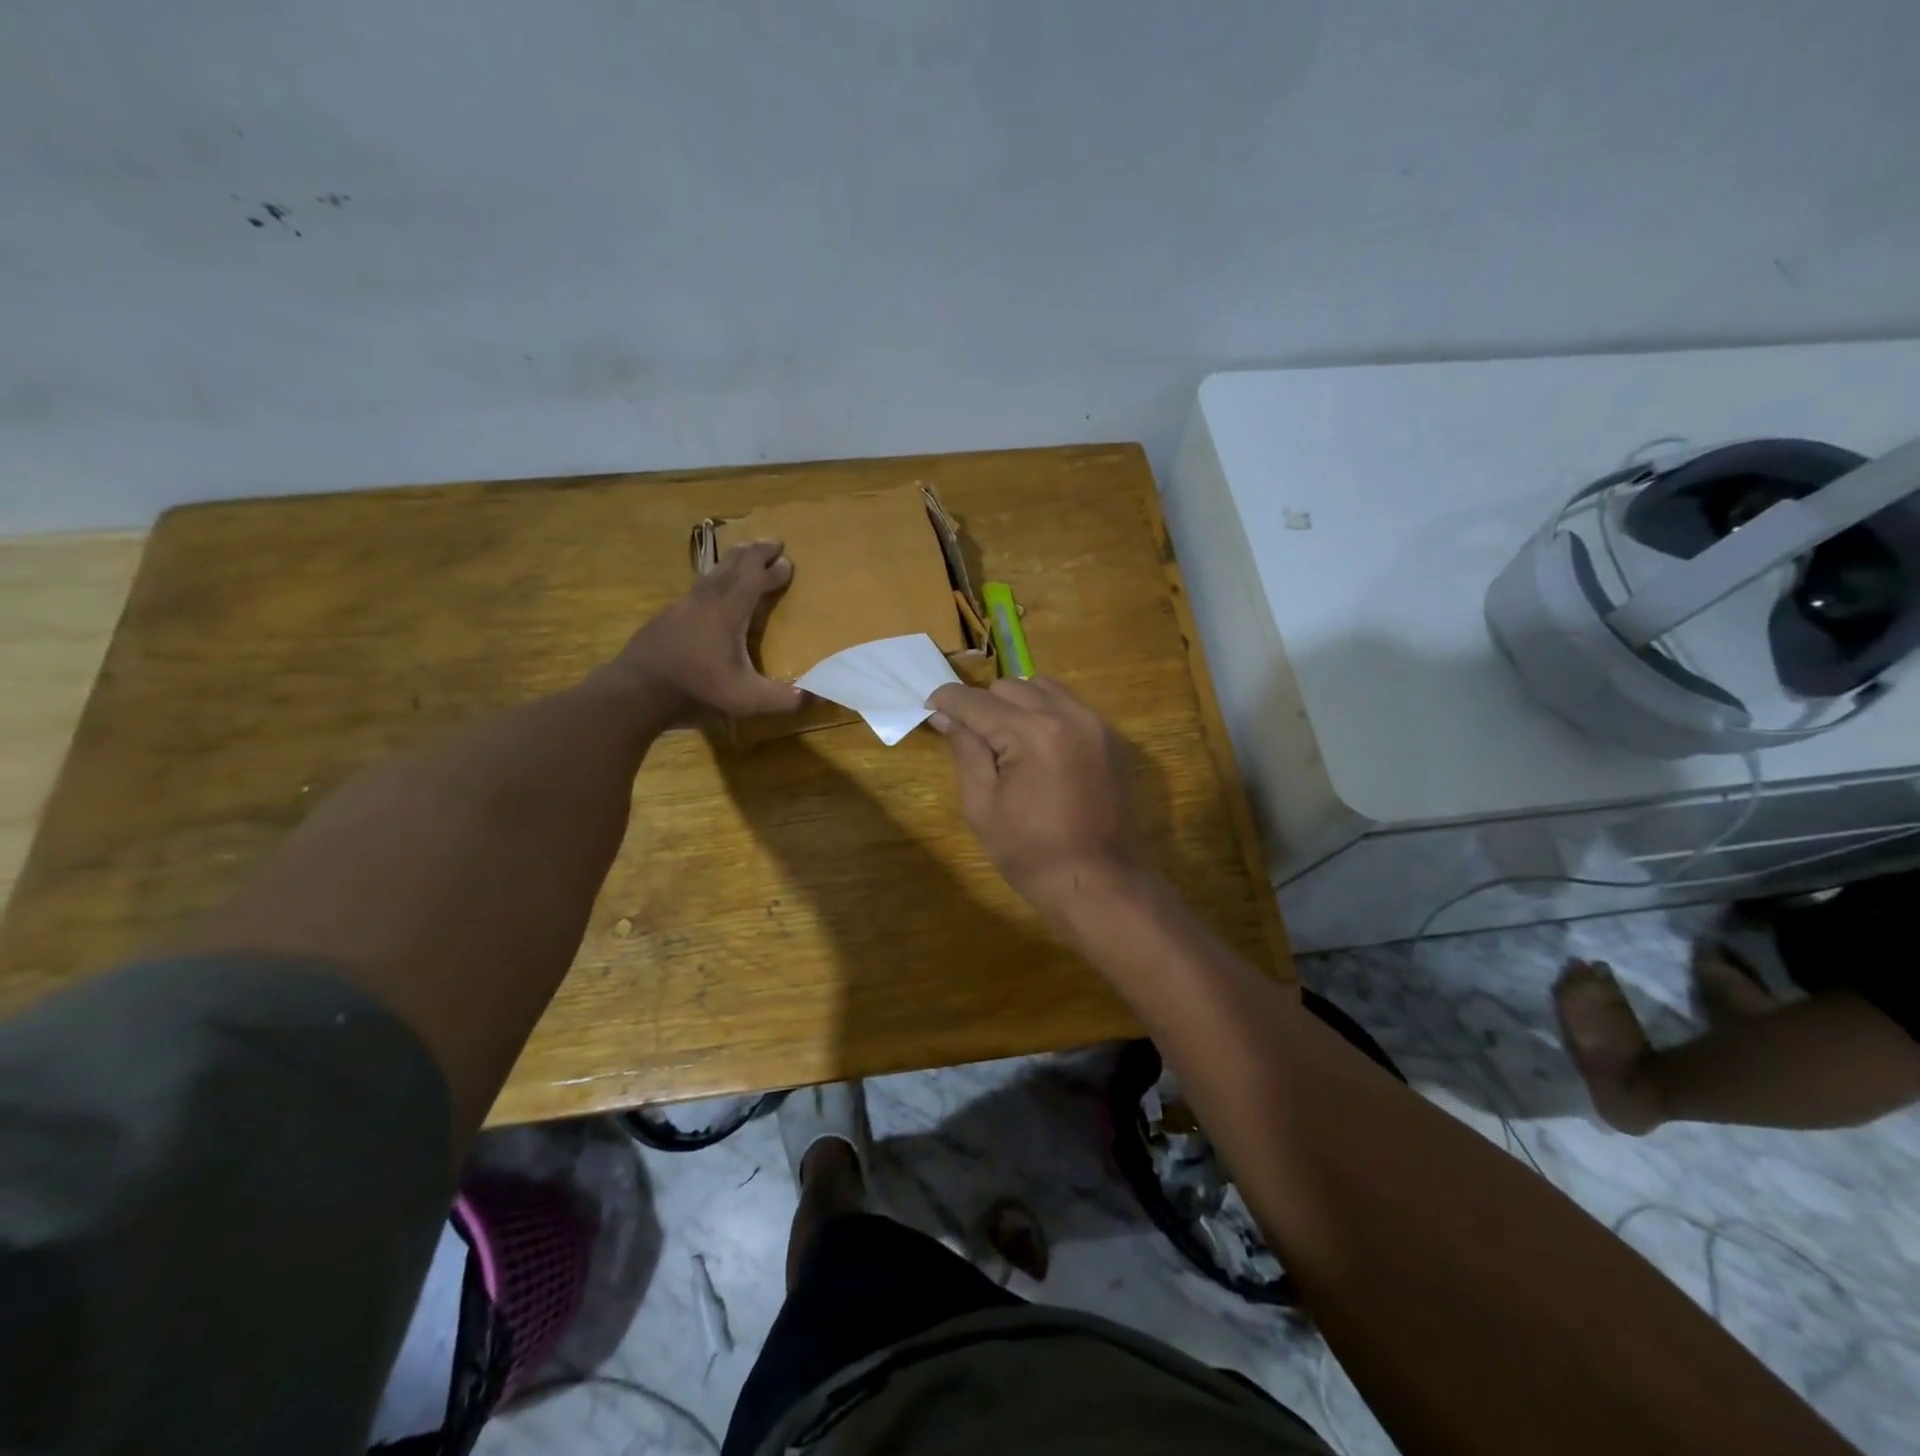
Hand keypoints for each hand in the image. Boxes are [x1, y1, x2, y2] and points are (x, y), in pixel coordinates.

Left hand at [613, 541, 803, 718]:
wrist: (636, 691)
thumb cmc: (695, 689)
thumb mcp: (747, 699)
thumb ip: (782, 698)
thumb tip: (813, 695)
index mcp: (729, 612)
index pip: (755, 579)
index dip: (772, 569)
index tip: (788, 561)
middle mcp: (706, 600)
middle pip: (732, 565)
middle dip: (754, 553)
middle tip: (771, 542)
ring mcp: (682, 606)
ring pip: (710, 573)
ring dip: (731, 562)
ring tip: (742, 556)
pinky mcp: (665, 618)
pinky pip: (695, 590)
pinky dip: (710, 582)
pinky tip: (709, 594)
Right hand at [926, 678, 1139, 915]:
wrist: (1099, 882)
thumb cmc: (1031, 853)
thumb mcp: (983, 806)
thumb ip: (965, 751)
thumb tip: (944, 716)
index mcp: (1031, 733)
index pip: (976, 701)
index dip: (947, 701)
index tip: (931, 709)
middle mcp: (1067, 715)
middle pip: (1009, 687)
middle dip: (983, 705)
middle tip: (971, 737)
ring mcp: (1095, 724)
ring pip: (1042, 688)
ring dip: (1016, 703)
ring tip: (1007, 739)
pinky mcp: (1111, 738)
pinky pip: (1070, 706)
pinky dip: (1047, 714)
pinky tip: (1039, 747)